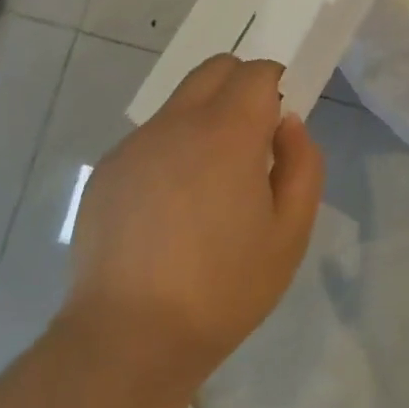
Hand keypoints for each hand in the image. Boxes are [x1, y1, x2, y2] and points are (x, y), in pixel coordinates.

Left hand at [61, 55, 325, 387]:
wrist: (129, 337)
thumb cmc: (225, 288)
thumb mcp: (290, 233)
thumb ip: (302, 165)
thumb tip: (288, 124)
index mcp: (227, 133)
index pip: (256, 73)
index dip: (276, 85)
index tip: (280, 123)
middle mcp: (176, 124)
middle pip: (213, 70)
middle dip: (241, 86)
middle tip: (253, 141)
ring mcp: (134, 145)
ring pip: (179, 104)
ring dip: (204, 120)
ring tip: (208, 186)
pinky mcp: (106, 171)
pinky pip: (150, 140)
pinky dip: (171, 151)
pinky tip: (169, 210)